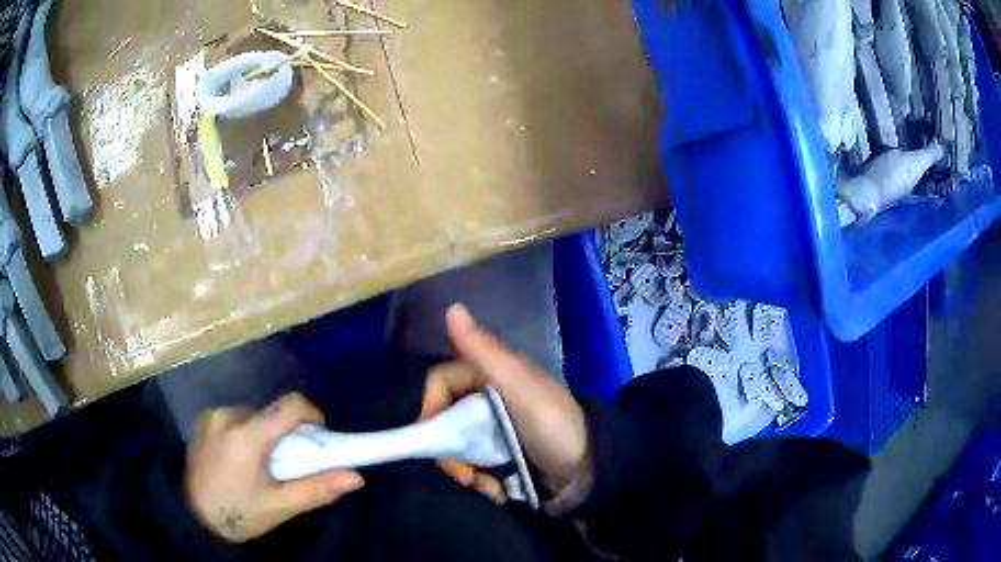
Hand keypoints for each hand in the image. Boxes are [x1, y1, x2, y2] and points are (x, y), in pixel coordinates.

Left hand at [185, 393, 363, 542]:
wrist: (194, 518)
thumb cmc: (239, 514)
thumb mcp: (280, 507)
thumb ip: (317, 489)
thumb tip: (356, 476)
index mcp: (246, 435)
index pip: (289, 406)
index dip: (312, 415)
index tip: (319, 438)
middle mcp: (227, 415)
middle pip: (271, 412)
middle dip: (286, 434)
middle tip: (288, 465)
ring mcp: (211, 416)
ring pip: (254, 416)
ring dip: (266, 434)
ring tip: (263, 466)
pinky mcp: (203, 421)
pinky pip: (236, 419)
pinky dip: (247, 433)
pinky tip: (241, 461)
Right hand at [421, 304, 589, 499]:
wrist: (590, 470)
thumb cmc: (553, 425)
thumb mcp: (519, 387)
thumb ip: (484, 351)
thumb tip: (452, 307)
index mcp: (488, 375)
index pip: (440, 383)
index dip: (430, 410)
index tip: (434, 440)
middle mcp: (486, 399)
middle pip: (444, 420)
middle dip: (449, 452)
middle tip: (466, 477)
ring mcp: (493, 429)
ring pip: (455, 446)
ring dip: (464, 471)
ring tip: (486, 488)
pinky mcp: (500, 455)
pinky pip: (473, 465)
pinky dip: (478, 481)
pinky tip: (496, 491)